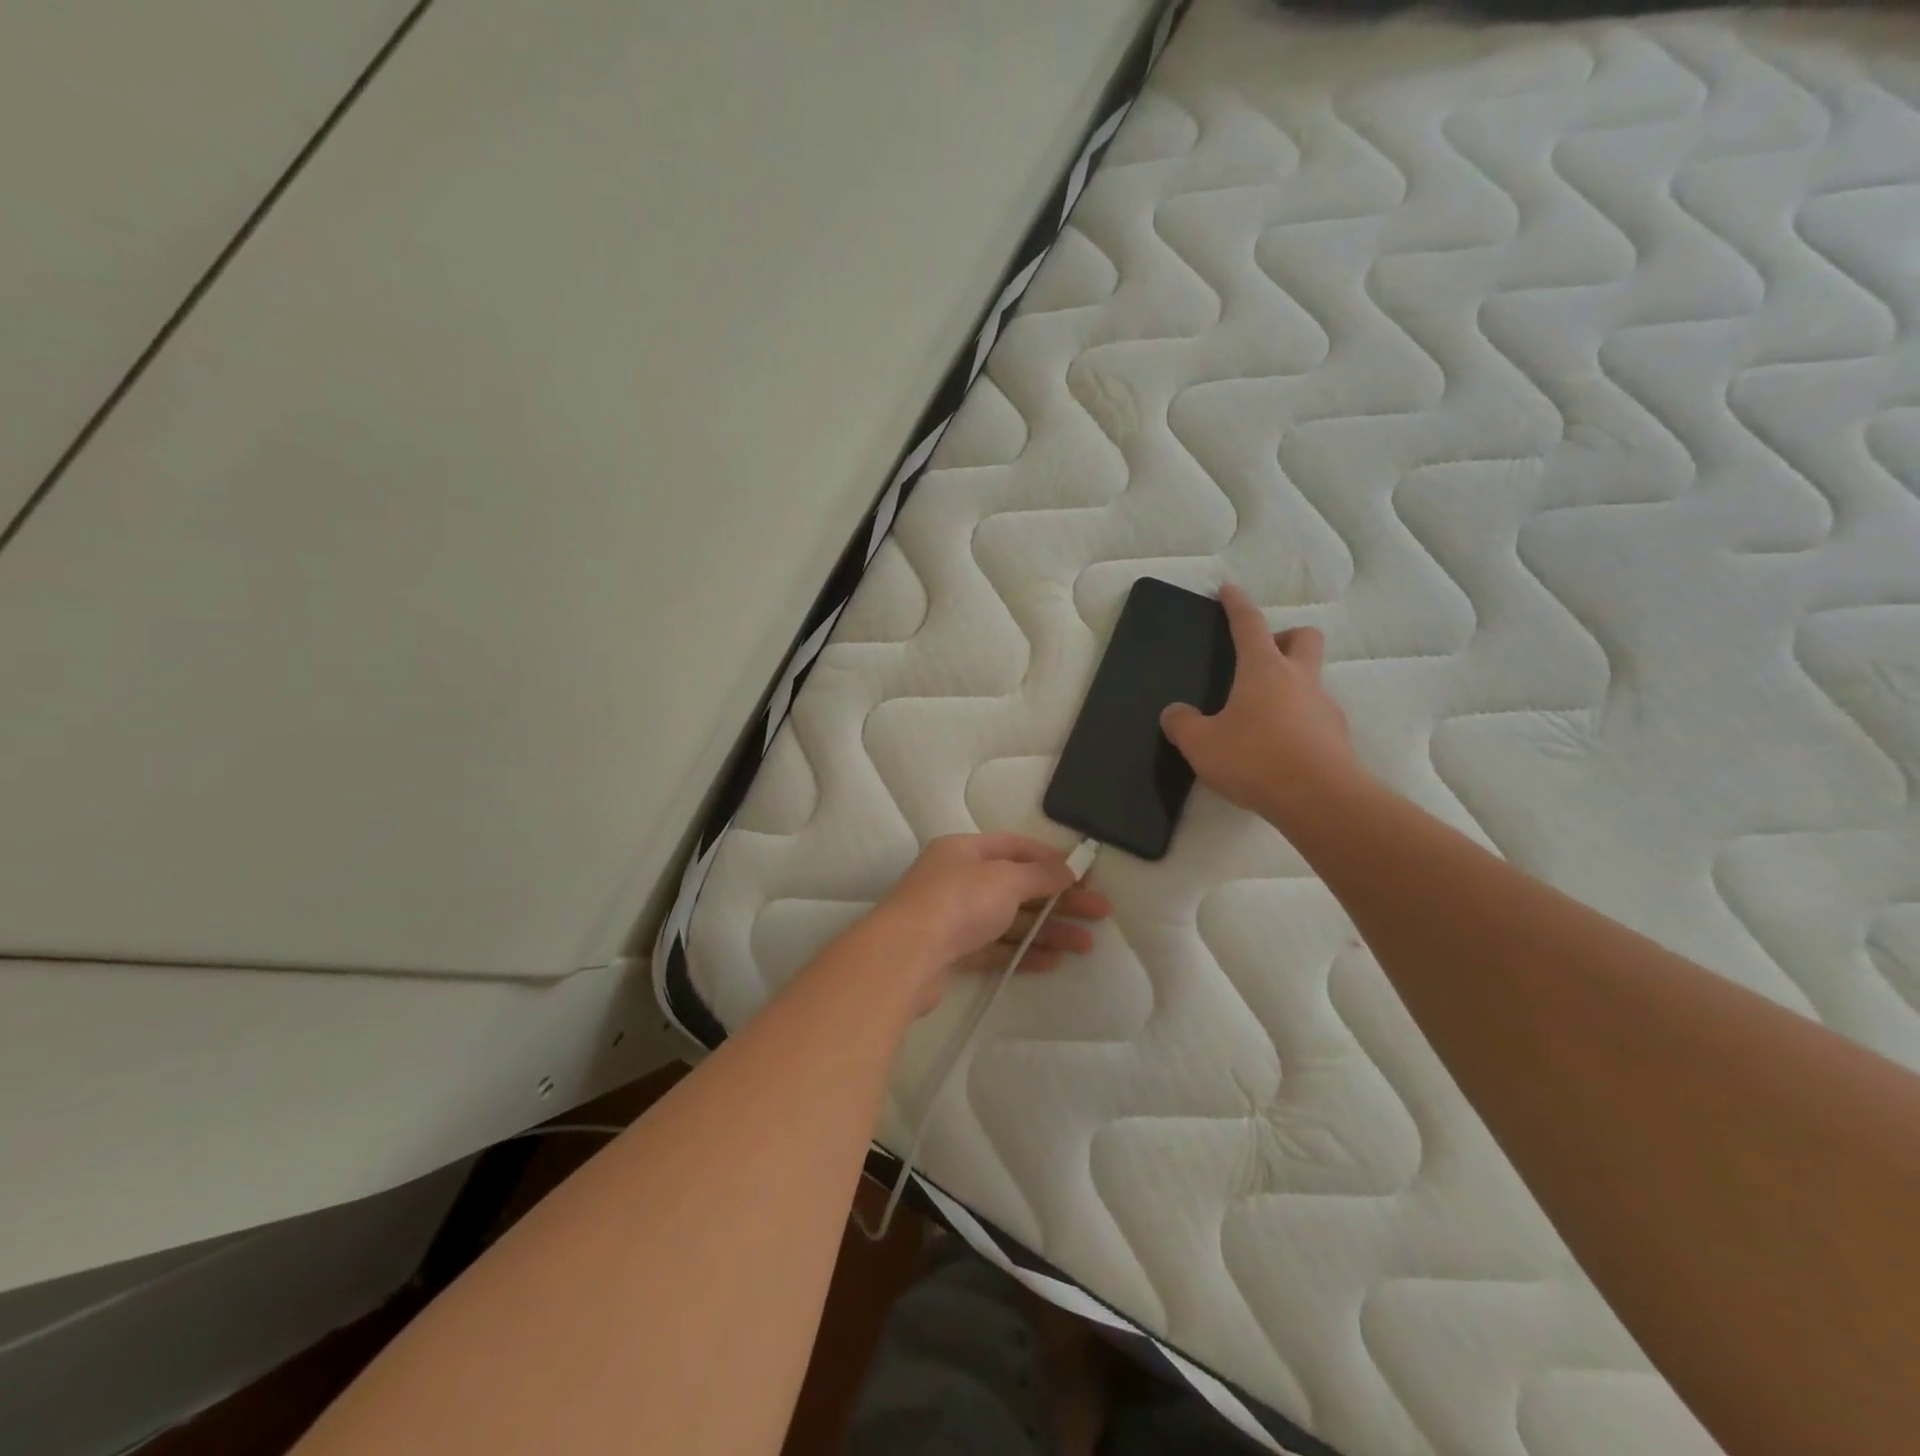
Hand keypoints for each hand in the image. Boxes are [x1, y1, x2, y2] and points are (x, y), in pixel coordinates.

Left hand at [867, 833, 1109, 1014]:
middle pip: (1017, 886)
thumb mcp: (1006, 879)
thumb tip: (1071, 868)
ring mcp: (952, 918)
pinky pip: (995, 949)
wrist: (905, 956)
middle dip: (1058, 900)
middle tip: (1099, 913)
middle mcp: (957, 879)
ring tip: (1086, 945)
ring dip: (1047, 931)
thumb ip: (1041, 875)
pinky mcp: (951, 954)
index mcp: (964, 850)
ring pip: (1009, 921)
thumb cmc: (958, 901)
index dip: (1051, 858)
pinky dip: (1023, 953)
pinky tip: (1053, 962)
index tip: (1084, 873)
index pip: (1014, 846)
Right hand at [1160, 583, 1365, 823]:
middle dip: (1285, 637)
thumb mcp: (1201, 744)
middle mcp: (1299, 679)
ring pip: (1312, 680)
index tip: (1229, 589)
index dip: (1237, 605)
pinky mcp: (1337, 738)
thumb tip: (1175, 713)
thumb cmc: (1255, 759)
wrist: (1320, 800)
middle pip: (1303, 638)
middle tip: (1261, 655)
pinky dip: (1298, 721)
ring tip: (1261, 716)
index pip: (1250, 625)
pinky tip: (1278, 748)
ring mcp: (1324, 708)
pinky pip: (1315, 716)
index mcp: (1264, 670)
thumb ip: (1182, 724)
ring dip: (1291, 685)